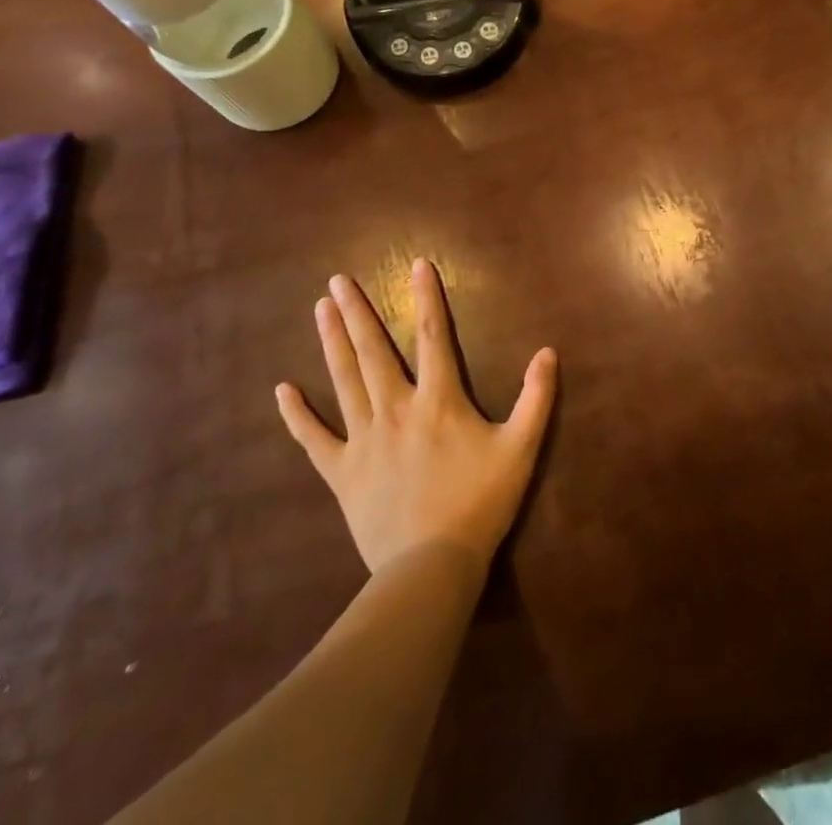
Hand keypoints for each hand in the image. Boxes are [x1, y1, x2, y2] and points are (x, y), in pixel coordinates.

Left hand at [275, 259, 557, 573]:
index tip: (416, 265)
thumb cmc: (480, 503)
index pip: (434, 336)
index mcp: (439, 400)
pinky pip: (314, 439)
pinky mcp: (342, 472)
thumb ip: (536, 398)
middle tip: (338, 280)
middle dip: (358, 312)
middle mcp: (396, 409)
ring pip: (344, 381)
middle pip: (374, 351)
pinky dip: (298, 414)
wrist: (431, 567)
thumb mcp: (521, 448)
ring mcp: (364, 440)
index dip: (427, 298)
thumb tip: (548, 352)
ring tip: (320, 309)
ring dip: (332, 342)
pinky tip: (282, 390)